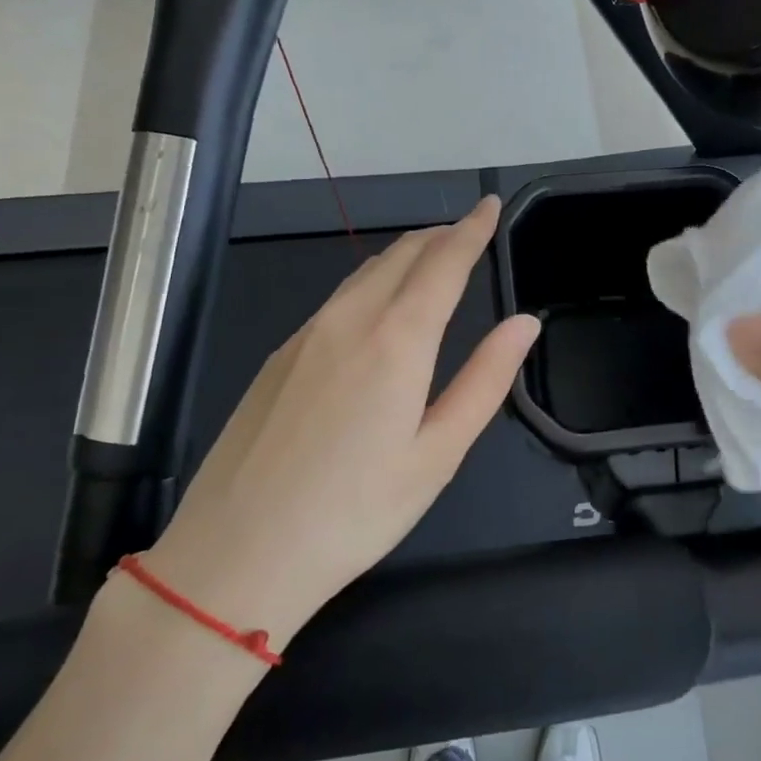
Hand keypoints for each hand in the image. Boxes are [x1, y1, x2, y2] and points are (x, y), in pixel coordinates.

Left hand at [144, 197, 539, 644]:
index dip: (472, 228)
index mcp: (396, 341)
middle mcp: (348, 321)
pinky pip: (336, 299)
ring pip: (364, 273)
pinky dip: (372, 284)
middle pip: (401, 255)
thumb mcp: (438, 454)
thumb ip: (486, 380)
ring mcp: (305, 336)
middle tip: (470, 234)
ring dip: (405, 257)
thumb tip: (525, 323)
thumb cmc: (355, 513)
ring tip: (433, 262)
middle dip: (441, 236)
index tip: (491, 204)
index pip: (443, 262)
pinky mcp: (278, 357)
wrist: (236, 555)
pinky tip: (378, 311)